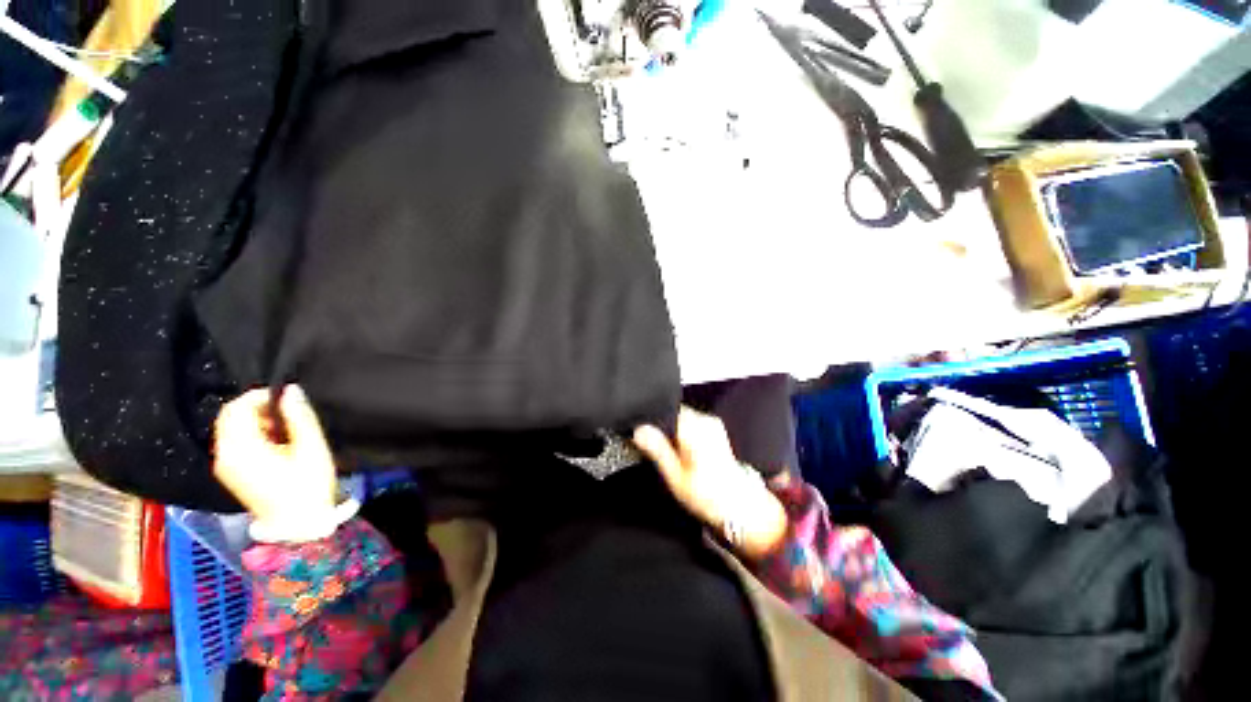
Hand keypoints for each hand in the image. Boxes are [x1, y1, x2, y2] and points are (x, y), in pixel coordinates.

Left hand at [213, 386, 337, 528]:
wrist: (299, 524)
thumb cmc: (308, 485)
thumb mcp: (312, 447)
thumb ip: (300, 416)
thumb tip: (291, 390)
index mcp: (241, 448)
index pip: (237, 408)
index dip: (261, 396)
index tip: (288, 400)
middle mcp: (224, 455)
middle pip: (229, 416)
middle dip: (257, 408)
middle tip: (287, 415)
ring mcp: (224, 466)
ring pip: (230, 428)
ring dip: (255, 421)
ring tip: (285, 430)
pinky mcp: (229, 473)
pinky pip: (233, 441)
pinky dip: (251, 434)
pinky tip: (274, 444)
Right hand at [634, 408, 787, 558]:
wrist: (737, 504)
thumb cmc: (708, 495)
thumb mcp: (675, 476)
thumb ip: (657, 449)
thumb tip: (639, 431)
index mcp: (694, 429)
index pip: (664, 411)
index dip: (651, 422)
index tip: (642, 434)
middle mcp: (704, 421)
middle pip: (673, 413)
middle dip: (662, 427)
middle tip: (659, 450)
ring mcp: (712, 423)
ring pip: (681, 417)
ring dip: (673, 431)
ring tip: (675, 455)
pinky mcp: (714, 428)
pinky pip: (691, 422)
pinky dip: (683, 433)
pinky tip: (684, 452)